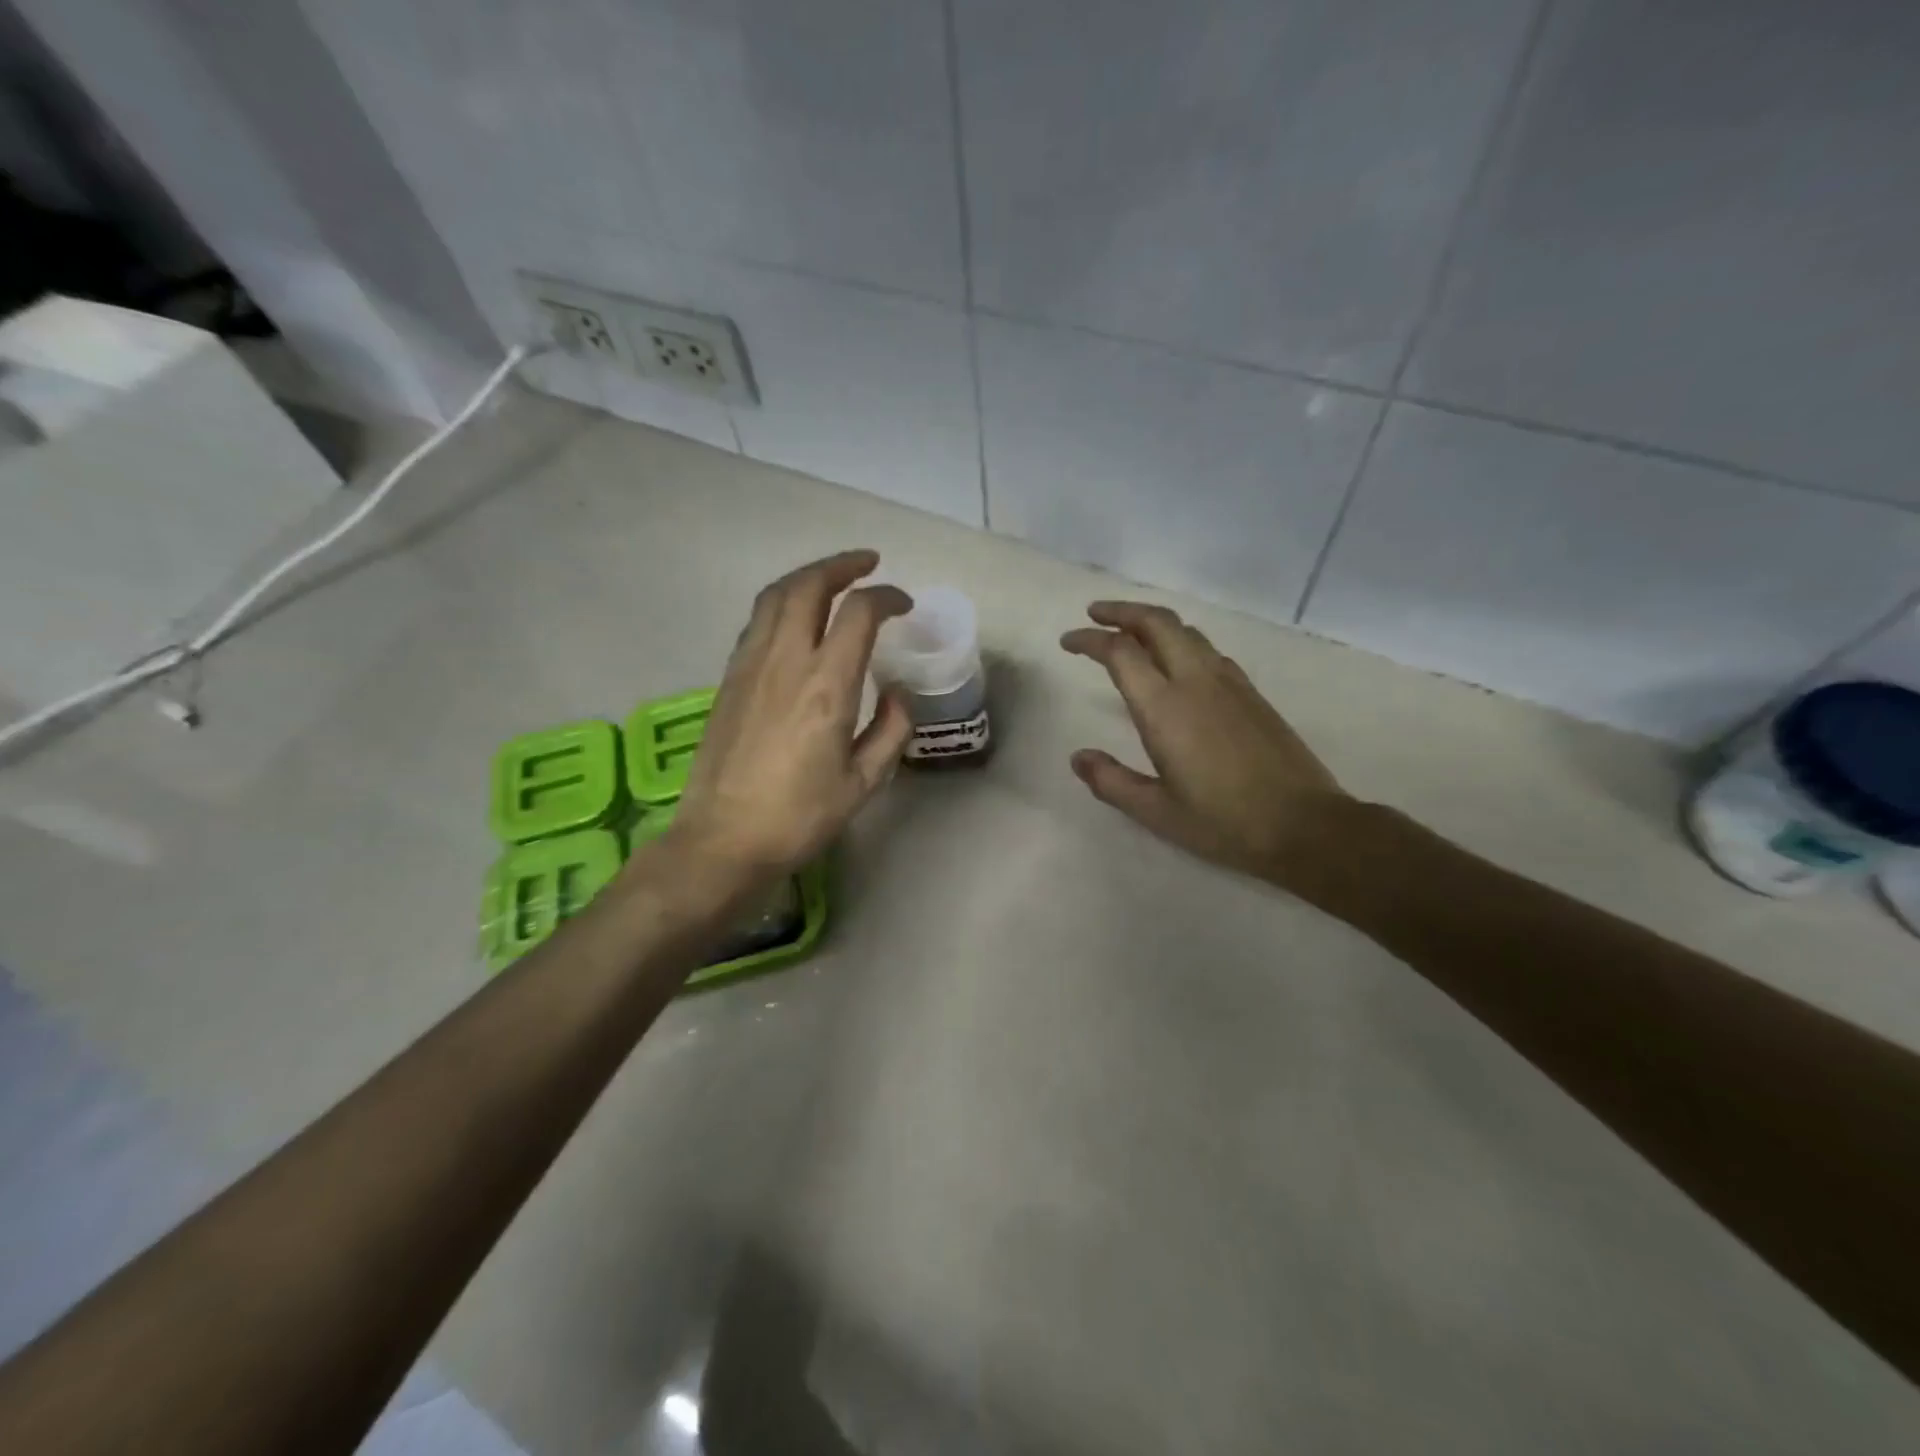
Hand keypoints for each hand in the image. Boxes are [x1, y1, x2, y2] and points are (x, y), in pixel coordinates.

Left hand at [664, 550, 912, 884]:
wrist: (722, 840)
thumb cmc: (799, 816)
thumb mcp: (863, 783)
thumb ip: (891, 730)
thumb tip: (899, 694)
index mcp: (826, 685)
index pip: (859, 613)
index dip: (886, 597)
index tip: (904, 605)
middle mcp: (785, 661)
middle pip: (808, 585)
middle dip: (841, 565)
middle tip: (868, 564)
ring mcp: (750, 665)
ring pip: (775, 596)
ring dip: (807, 578)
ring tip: (832, 580)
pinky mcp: (728, 678)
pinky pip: (757, 622)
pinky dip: (783, 604)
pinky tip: (796, 620)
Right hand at [1062, 601, 1350, 881]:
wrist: (1305, 825)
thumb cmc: (1224, 822)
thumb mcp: (1156, 812)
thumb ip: (1111, 781)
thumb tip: (1078, 757)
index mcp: (1165, 708)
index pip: (1120, 653)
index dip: (1089, 640)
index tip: (1068, 642)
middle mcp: (1196, 681)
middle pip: (1157, 622)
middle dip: (1122, 611)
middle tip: (1095, 613)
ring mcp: (1228, 683)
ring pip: (1186, 631)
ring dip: (1153, 622)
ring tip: (1130, 631)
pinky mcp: (1251, 693)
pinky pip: (1208, 649)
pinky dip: (1181, 640)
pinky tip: (1177, 661)